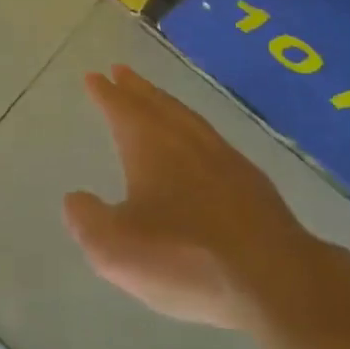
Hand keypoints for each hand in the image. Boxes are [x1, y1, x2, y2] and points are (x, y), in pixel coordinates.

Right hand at [64, 65, 342, 330]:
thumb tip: (75, 199)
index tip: (94, 75)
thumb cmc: (185, 257)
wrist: (274, 277)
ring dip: (166, 104)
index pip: (121, 108)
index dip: (105, 93)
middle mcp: (185, 139)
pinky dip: (195, 131)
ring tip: (155, 99)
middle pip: (156, 103)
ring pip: (186, 118)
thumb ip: (88, 221)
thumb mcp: (117, 249)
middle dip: (136, 88)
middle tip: (121, 71)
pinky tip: (199, 146)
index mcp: (150, 145)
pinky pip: (212, 140)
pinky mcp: (251, 181)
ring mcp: (223, 157)